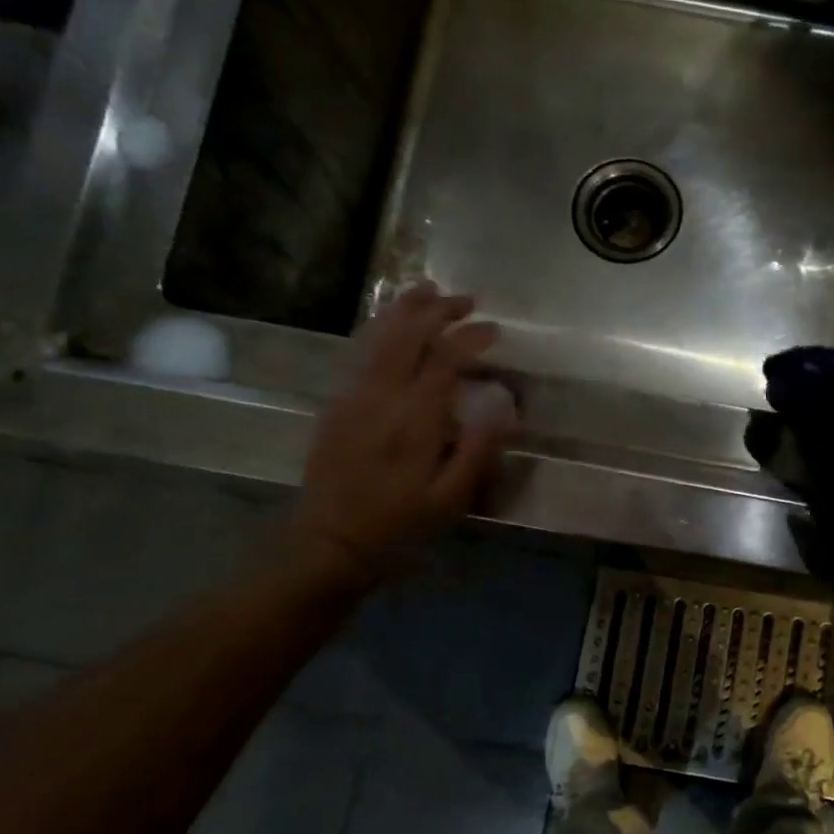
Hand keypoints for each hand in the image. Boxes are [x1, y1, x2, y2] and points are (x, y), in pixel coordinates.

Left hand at [288, 284, 515, 586]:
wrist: (329, 543)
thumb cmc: (398, 526)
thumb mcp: (449, 500)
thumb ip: (478, 451)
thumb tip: (504, 408)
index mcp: (415, 419)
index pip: (445, 359)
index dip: (471, 338)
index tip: (495, 330)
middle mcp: (382, 397)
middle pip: (409, 336)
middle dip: (439, 311)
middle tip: (467, 301)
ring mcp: (354, 397)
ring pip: (379, 337)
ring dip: (405, 310)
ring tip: (427, 290)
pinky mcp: (338, 404)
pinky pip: (359, 353)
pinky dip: (378, 329)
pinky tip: (390, 324)